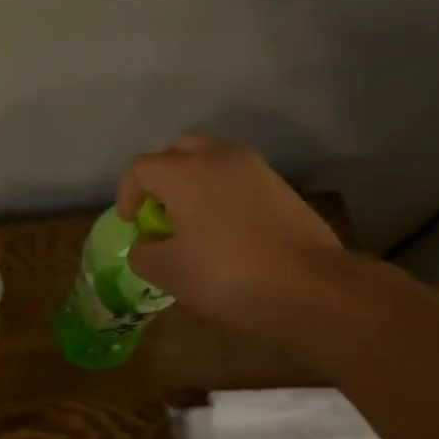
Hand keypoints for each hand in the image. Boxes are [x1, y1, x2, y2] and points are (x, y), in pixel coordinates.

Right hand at [115, 134, 344, 326]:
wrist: (311, 287)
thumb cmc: (228, 276)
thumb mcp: (169, 272)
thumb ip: (143, 253)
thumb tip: (147, 242)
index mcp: (184, 172)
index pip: (140, 168)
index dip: (127, 194)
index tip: (131, 223)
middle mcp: (219, 157)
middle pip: (178, 151)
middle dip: (161, 177)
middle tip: (159, 212)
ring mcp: (255, 168)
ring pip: (212, 160)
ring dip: (194, 182)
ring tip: (193, 221)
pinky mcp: (281, 186)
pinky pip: (238, 178)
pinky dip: (222, 193)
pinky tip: (226, 229)